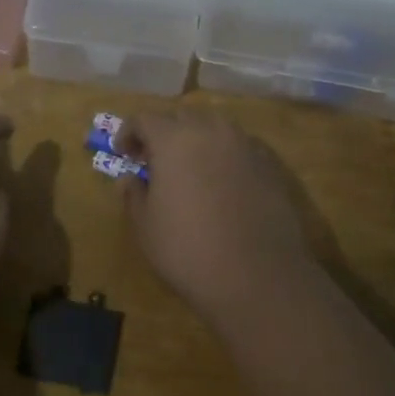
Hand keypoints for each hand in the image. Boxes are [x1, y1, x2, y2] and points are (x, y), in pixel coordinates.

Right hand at [115, 111, 312, 318]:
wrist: (258, 278)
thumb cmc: (188, 250)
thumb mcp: (145, 226)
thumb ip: (133, 194)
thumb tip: (130, 179)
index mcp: (174, 140)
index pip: (145, 119)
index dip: (129, 133)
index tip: (123, 154)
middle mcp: (211, 132)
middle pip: (182, 117)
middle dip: (164, 133)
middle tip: (154, 160)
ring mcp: (246, 147)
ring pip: (215, 128)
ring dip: (197, 140)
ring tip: (190, 169)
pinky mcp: (271, 168)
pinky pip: (240, 149)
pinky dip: (225, 157)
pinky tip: (222, 184)